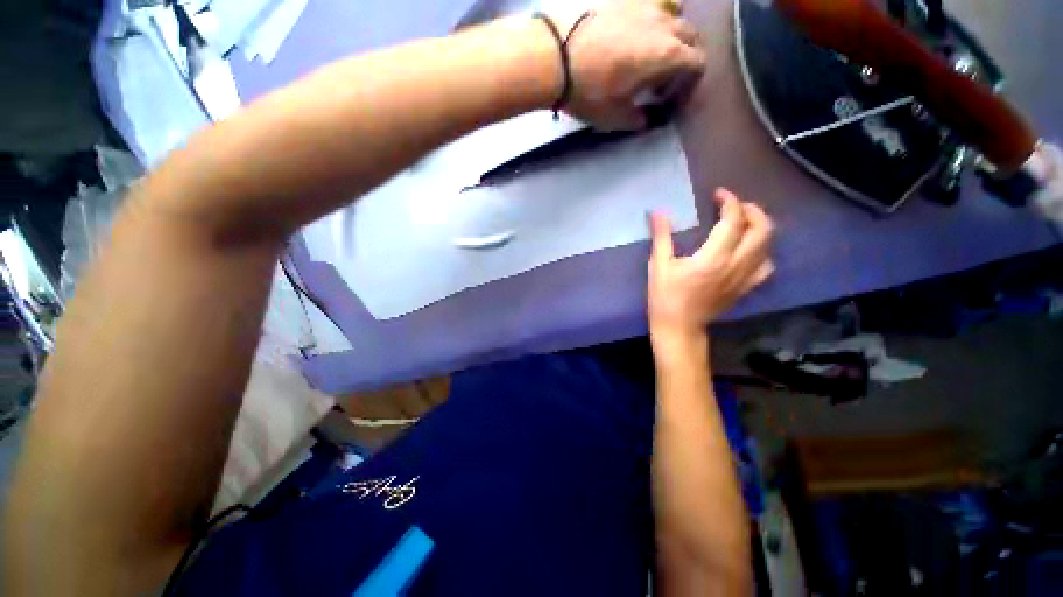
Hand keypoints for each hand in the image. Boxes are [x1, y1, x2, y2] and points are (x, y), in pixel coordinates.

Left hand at [558, 0, 706, 129]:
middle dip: (685, 58)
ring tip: (649, 53)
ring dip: (671, 34)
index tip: (668, 98)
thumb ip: (638, 119)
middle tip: (661, 79)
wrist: (553, 55)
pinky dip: (651, 19)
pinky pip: (649, 3)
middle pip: (690, 36)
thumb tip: (646, 118)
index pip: (697, 63)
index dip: (689, 83)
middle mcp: (664, 23)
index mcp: (668, 55)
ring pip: (674, 14)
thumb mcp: (615, 117)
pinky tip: (632, 34)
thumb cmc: (589, 91)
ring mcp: (644, 5)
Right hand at [648, 188, 774, 339]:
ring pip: (768, 245)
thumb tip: (658, 211)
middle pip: (761, 229)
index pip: (733, 221)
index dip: (730, 202)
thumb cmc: (665, 297)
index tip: (718, 194)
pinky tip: (750, 249)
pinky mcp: (746, 288)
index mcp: (713, 258)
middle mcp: (736, 265)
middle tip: (735, 206)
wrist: (679, 327)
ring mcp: (745, 278)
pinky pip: (766, 264)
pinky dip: (763, 250)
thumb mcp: (659, 266)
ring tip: (744, 223)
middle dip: (752, 210)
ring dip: (760, 227)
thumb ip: (662, 237)